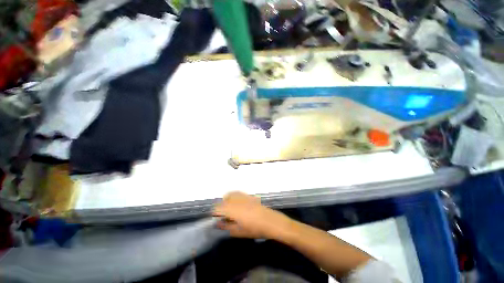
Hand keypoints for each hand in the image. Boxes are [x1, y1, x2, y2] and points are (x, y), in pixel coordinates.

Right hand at [213, 191, 290, 238]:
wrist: (269, 221)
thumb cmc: (253, 229)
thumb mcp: (238, 231)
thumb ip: (226, 227)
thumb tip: (217, 223)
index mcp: (231, 209)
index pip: (217, 208)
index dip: (214, 213)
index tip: (216, 219)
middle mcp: (236, 200)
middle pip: (224, 199)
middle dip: (221, 207)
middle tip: (224, 216)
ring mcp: (243, 196)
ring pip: (231, 194)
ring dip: (228, 200)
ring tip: (230, 209)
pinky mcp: (249, 195)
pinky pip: (238, 193)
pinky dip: (234, 197)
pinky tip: (238, 204)